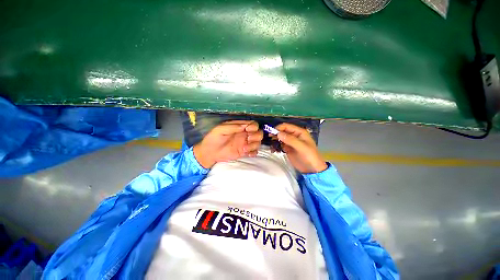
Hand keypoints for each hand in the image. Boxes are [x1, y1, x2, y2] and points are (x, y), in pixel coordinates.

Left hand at [194, 120, 262, 168]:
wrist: (209, 152)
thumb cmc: (214, 138)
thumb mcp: (220, 129)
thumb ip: (233, 127)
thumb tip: (245, 126)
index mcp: (239, 127)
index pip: (253, 124)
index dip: (253, 126)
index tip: (248, 130)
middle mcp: (244, 134)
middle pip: (259, 133)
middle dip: (256, 136)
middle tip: (248, 139)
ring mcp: (245, 143)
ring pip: (258, 142)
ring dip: (254, 145)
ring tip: (244, 149)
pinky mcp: (244, 152)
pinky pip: (254, 152)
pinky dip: (254, 152)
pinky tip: (247, 154)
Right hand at [272, 123, 326, 173]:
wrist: (312, 169)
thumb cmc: (310, 157)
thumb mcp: (301, 147)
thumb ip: (290, 140)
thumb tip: (278, 134)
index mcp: (299, 132)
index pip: (286, 126)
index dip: (279, 128)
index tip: (271, 133)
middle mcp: (294, 135)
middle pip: (282, 131)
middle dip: (275, 134)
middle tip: (269, 139)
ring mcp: (290, 142)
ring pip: (280, 138)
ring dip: (274, 141)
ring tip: (271, 146)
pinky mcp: (287, 148)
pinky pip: (279, 145)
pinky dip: (276, 146)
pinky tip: (274, 150)